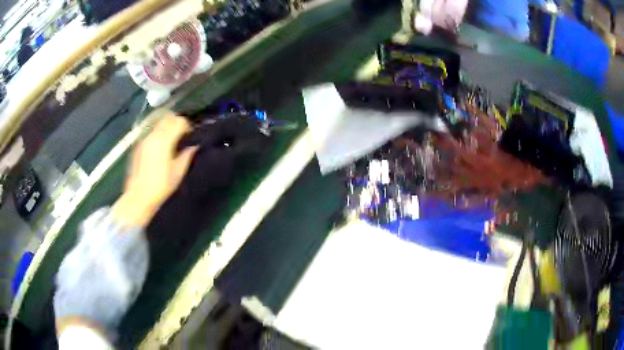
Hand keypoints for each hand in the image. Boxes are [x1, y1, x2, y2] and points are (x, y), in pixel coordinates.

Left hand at [113, 115, 196, 226]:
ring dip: (167, 127)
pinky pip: (151, 132)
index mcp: (164, 141)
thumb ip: (187, 155)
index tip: (190, 136)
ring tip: (172, 140)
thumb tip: (194, 145)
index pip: (179, 122)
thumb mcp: (178, 172)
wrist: (138, 197)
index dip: (187, 126)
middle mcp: (153, 135)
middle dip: (177, 123)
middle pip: (168, 118)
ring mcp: (144, 139)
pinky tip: (160, 147)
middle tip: (183, 135)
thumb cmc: (160, 186)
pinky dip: (158, 133)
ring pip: (158, 123)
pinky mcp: (138, 145)